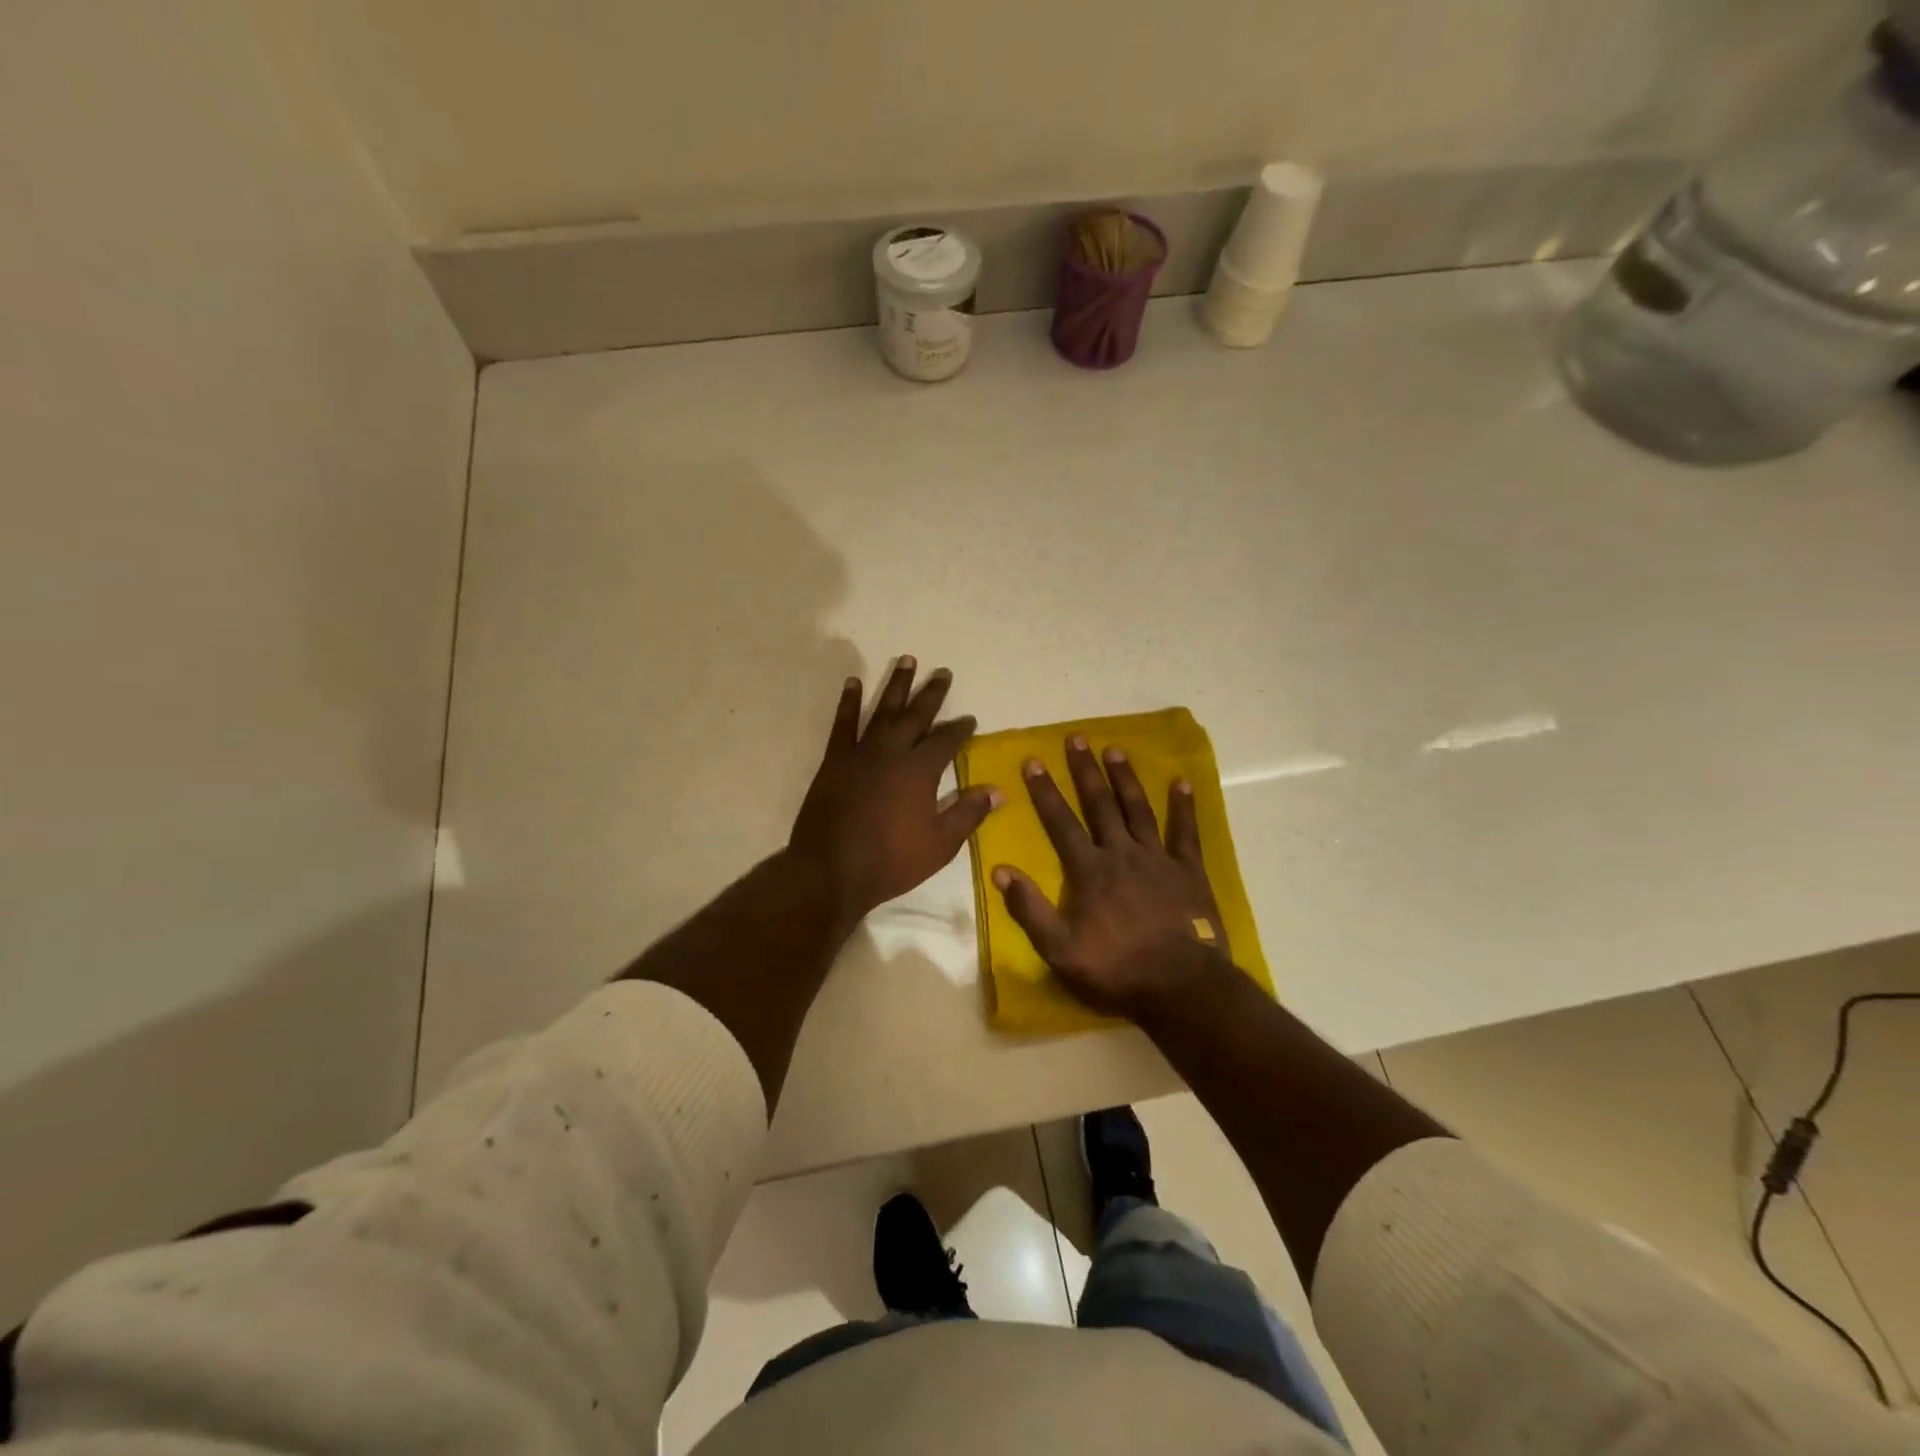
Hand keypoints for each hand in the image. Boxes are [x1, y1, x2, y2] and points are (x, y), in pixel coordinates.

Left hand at [789, 657, 1001, 925]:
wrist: (831, 871)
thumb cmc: (892, 860)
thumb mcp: (941, 844)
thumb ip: (968, 813)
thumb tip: (998, 791)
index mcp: (920, 770)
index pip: (946, 740)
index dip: (960, 728)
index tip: (969, 719)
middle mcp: (892, 751)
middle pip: (916, 715)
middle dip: (932, 693)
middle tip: (942, 672)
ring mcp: (860, 753)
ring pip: (882, 710)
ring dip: (896, 685)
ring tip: (907, 660)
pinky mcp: (835, 761)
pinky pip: (843, 724)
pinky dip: (849, 702)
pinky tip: (854, 683)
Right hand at [993, 735, 1229, 1020]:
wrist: (1180, 986)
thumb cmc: (1116, 969)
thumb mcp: (1060, 949)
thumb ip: (1029, 909)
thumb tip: (1000, 871)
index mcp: (1089, 870)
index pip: (1061, 823)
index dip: (1045, 791)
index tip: (1032, 761)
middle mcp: (1121, 853)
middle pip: (1100, 804)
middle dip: (1085, 770)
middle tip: (1077, 738)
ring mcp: (1158, 859)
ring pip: (1138, 809)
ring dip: (1125, 778)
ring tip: (1115, 749)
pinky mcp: (1188, 870)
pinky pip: (1186, 832)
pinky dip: (1184, 806)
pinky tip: (1182, 782)